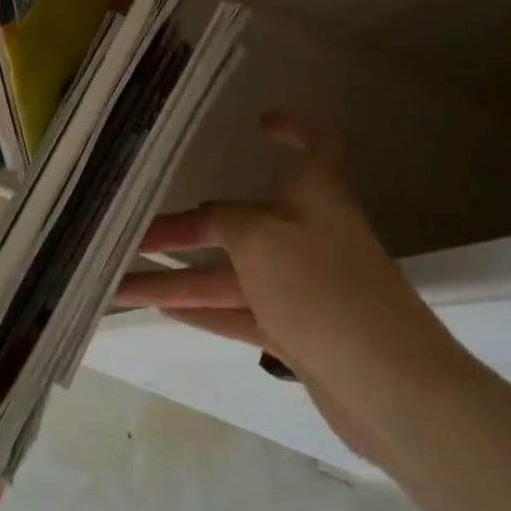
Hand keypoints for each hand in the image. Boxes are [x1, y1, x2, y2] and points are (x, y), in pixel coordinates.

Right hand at [116, 111, 474, 463]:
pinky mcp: (299, 334)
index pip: (317, 145)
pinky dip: (204, 312)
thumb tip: (208, 219)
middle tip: (133, 236)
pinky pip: (241, 313)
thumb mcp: (261, 240)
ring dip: (178, 280)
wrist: (390, 388)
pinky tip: (163, 311)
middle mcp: (309, 236)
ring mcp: (304, 289)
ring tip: (121, 286)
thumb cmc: (324, 289)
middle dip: (186, 228)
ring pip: (231, 276)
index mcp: (316, 197)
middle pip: (241, 223)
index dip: (294, 128)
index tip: (260, 123)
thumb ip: (226, 222)